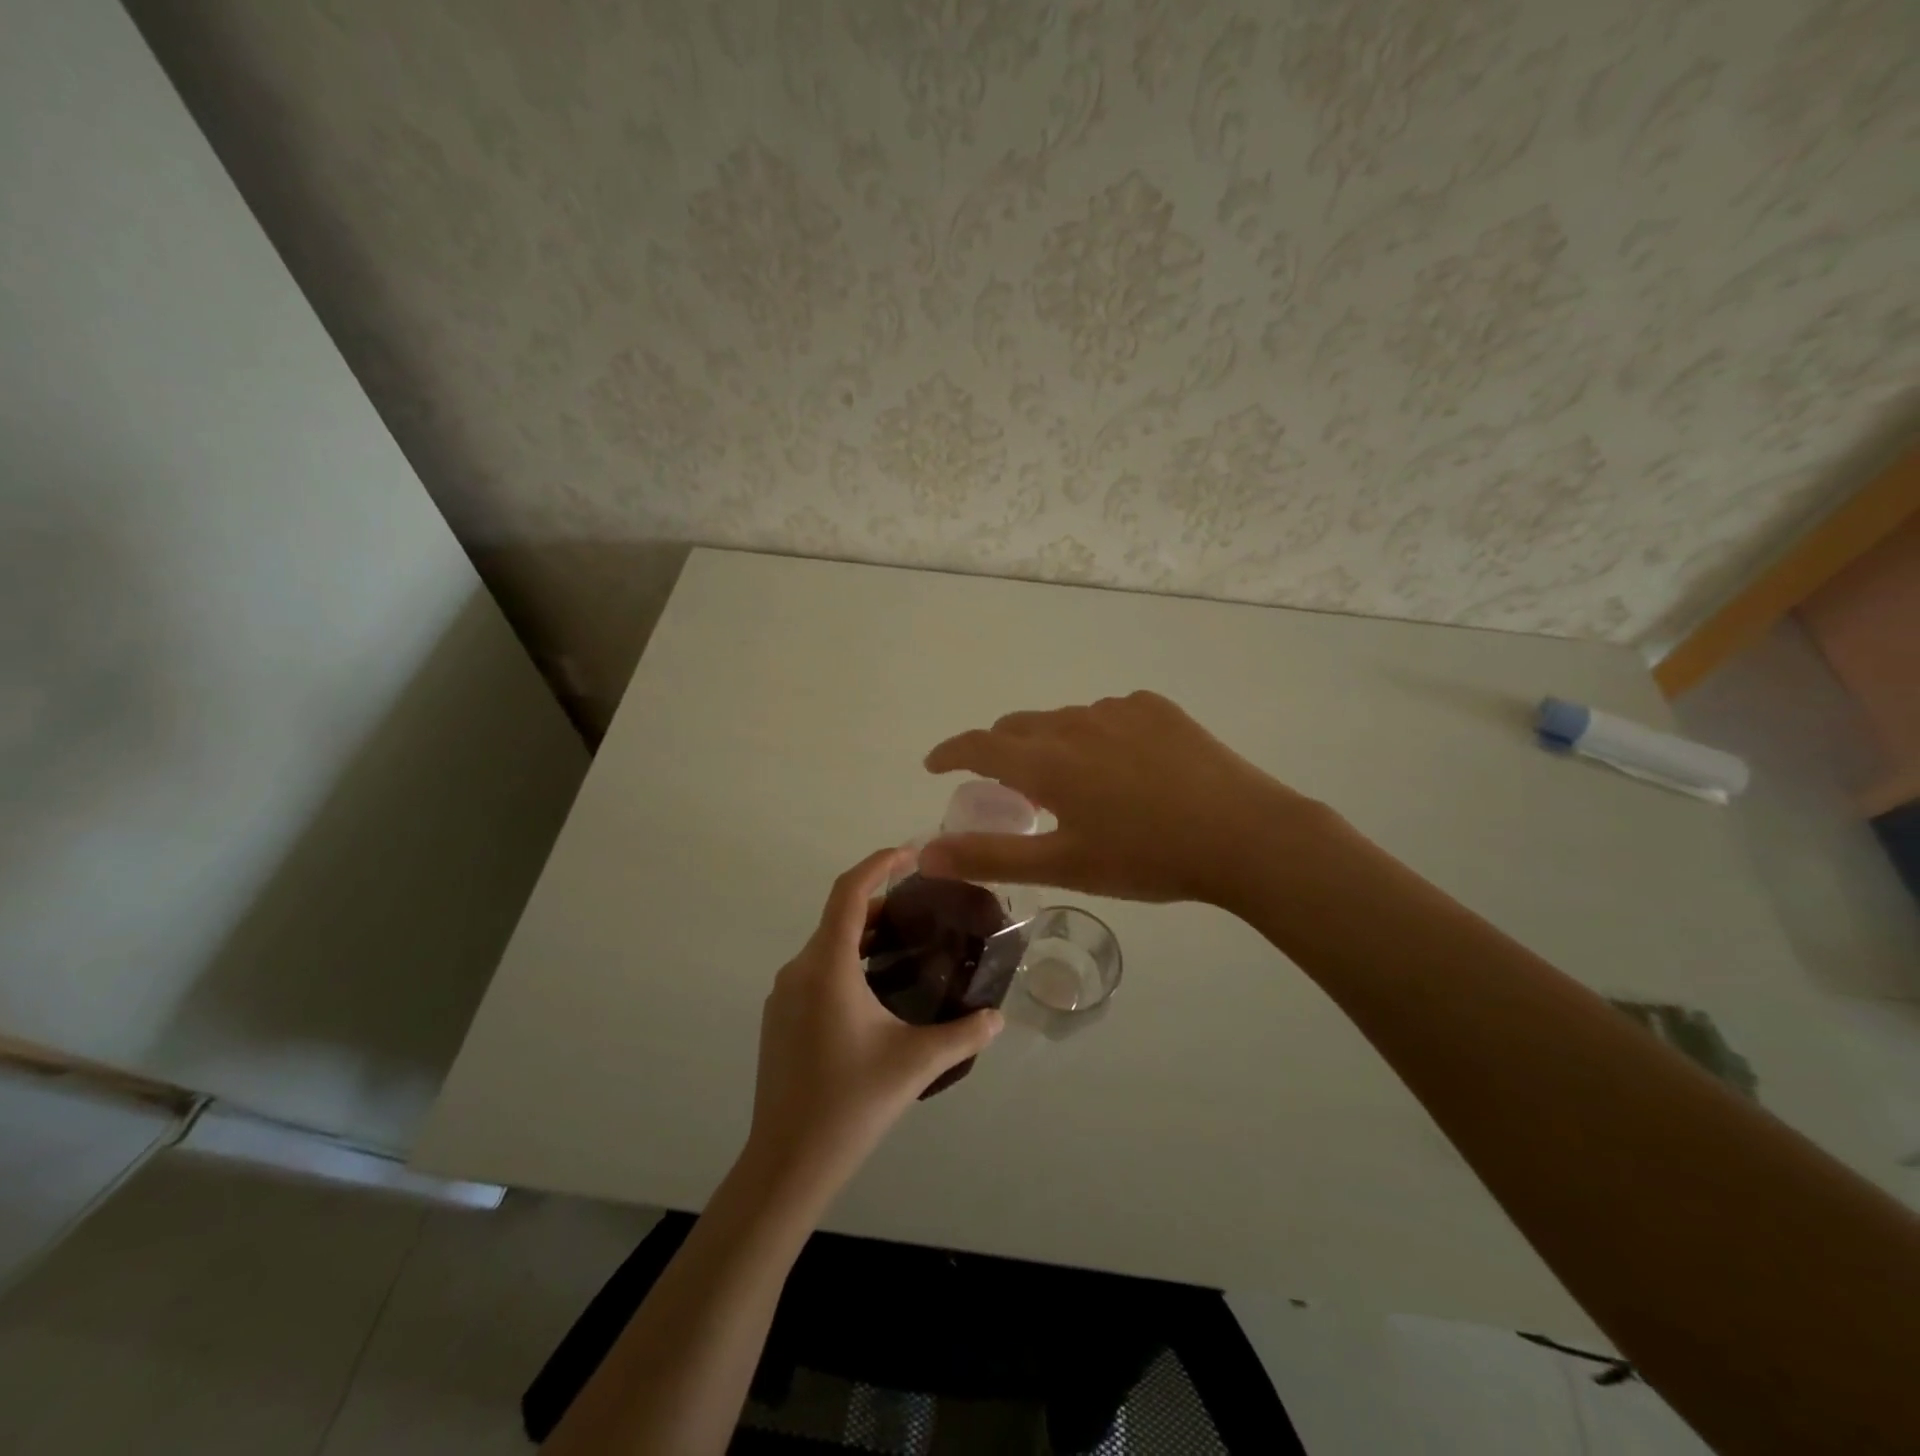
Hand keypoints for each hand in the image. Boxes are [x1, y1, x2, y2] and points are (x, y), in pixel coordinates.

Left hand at [745, 848, 1004, 1199]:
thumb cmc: (851, 1104)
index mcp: (827, 967)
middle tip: (923, 910)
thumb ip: (964, 1034)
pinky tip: (875, 992)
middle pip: (839, 916)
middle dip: (880, 903)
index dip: (880, 864)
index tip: (913, 854)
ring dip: (863, 935)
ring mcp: (783, 995)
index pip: (849, 892)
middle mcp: (799, 970)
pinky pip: (815, 970)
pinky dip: (846, 961)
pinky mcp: (779, 1018)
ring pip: (826, 945)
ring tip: (906, 947)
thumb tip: (998, 1016)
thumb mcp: (916, 1064)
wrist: (787, 1163)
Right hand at [920, 691, 1338, 908]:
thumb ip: (989, 856)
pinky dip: (1095, 737)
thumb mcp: (1063, 866)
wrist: (1245, 835)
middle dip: (999, 751)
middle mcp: (1075, 723)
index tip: (934, 763)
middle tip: (1006, 787)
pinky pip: (1107, 715)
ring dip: (1051, 745)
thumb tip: (925, 854)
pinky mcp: (1156, 708)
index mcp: (1047, 761)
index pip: (979, 745)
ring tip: (1072, 783)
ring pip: (1064, 721)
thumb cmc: (1147, 858)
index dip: (950, 752)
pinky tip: (1123, 767)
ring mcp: (1119, 709)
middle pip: (1018, 727)